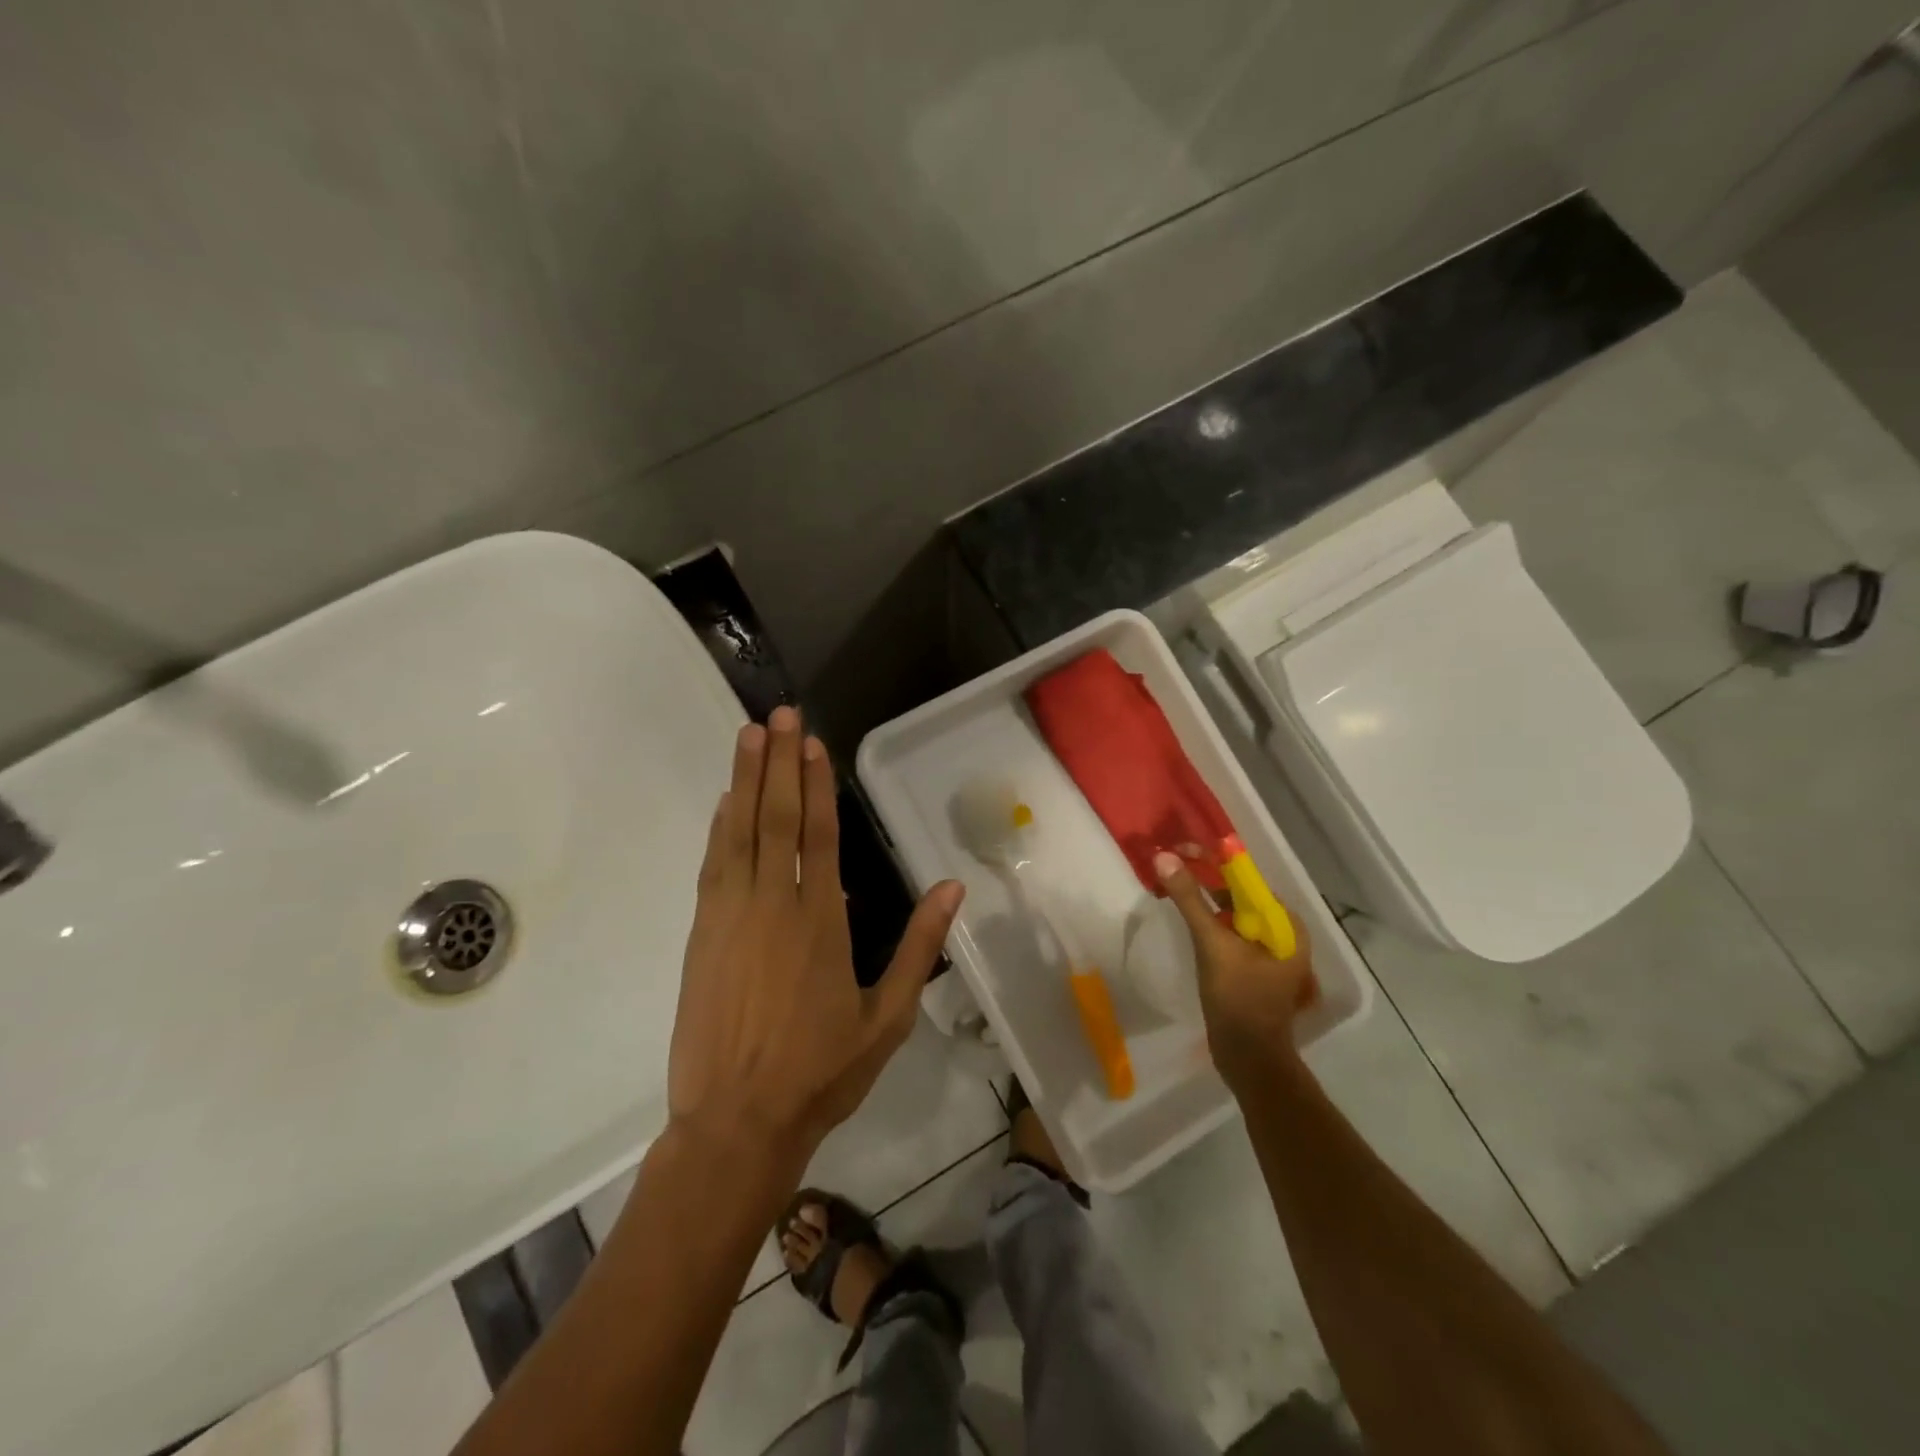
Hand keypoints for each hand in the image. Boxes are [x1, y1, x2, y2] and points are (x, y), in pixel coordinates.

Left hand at [668, 706, 964, 1156]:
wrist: (737, 1122)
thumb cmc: (821, 1071)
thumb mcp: (888, 1017)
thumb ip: (919, 947)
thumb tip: (953, 887)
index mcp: (821, 922)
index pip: (820, 836)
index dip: (816, 785)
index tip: (812, 743)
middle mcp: (774, 905)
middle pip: (775, 819)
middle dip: (777, 762)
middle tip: (778, 715)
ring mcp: (731, 916)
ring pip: (738, 832)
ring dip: (744, 780)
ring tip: (748, 736)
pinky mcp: (702, 933)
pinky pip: (713, 864)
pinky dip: (720, 826)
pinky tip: (724, 801)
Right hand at [1153, 850, 1316, 1086]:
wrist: (1248, 1059)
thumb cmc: (1238, 999)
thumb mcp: (1213, 944)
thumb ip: (1190, 900)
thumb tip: (1165, 857)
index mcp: (1286, 925)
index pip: (1247, 880)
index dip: (1213, 861)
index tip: (1180, 851)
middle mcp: (1283, 934)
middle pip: (1240, 895)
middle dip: (1206, 878)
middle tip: (1171, 865)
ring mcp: (1269, 953)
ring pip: (1233, 914)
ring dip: (1204, 899)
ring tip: (1173, 885)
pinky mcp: (1253, 968)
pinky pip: (1230, 933)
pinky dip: (1209, 921)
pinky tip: (1187, 917)